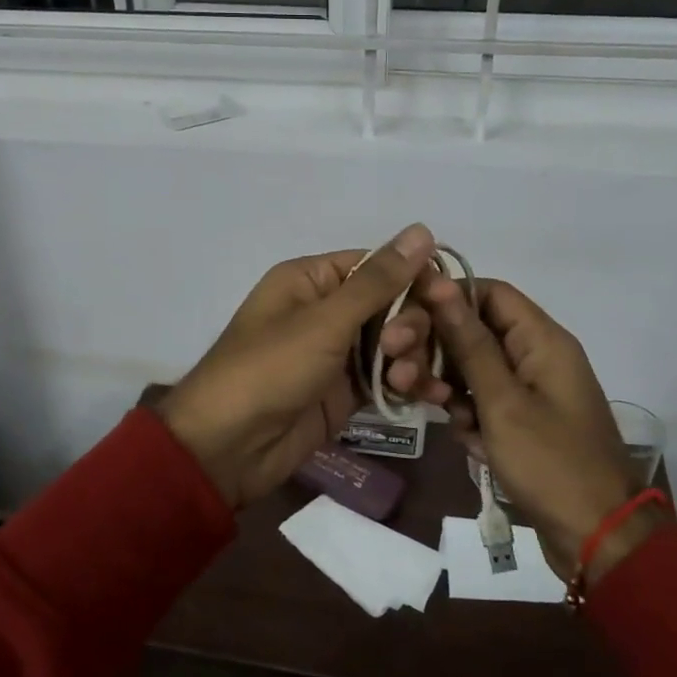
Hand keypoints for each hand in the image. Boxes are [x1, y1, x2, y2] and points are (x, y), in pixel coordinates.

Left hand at [158, 225, 453, 507]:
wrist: (229, 447)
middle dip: (410, 326)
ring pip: (396, 343)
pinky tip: (431, 398)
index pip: (379, 265)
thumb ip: (379, 281)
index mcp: (313, 279)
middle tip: (401, 350)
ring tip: (406, 382)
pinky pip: (389, 377)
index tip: (447, 298)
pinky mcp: (347, 391)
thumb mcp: (325, 321)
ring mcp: (338, 353)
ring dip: (413, 358)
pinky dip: (409, 384)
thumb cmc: (270, 369)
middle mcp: (328, 310)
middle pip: (393, 304)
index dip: (415, 278)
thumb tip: (422, 229)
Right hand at [418, 274, 674, 582]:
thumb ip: (468, 342)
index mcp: (542, 339)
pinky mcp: (523, 423)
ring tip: (442, 415)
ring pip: (474, 371)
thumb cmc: (550, 461)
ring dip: (451, 391)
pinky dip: (472, 421)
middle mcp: (537, 356)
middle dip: (438, 353)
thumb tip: (440, 282)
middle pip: (475, 332)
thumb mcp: (502, 400)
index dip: (446, 298)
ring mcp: (530, 391)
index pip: (488, 292)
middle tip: (405, 376)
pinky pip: (485, 405)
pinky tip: (474, 447)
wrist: (597, 537)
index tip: (406, 318)